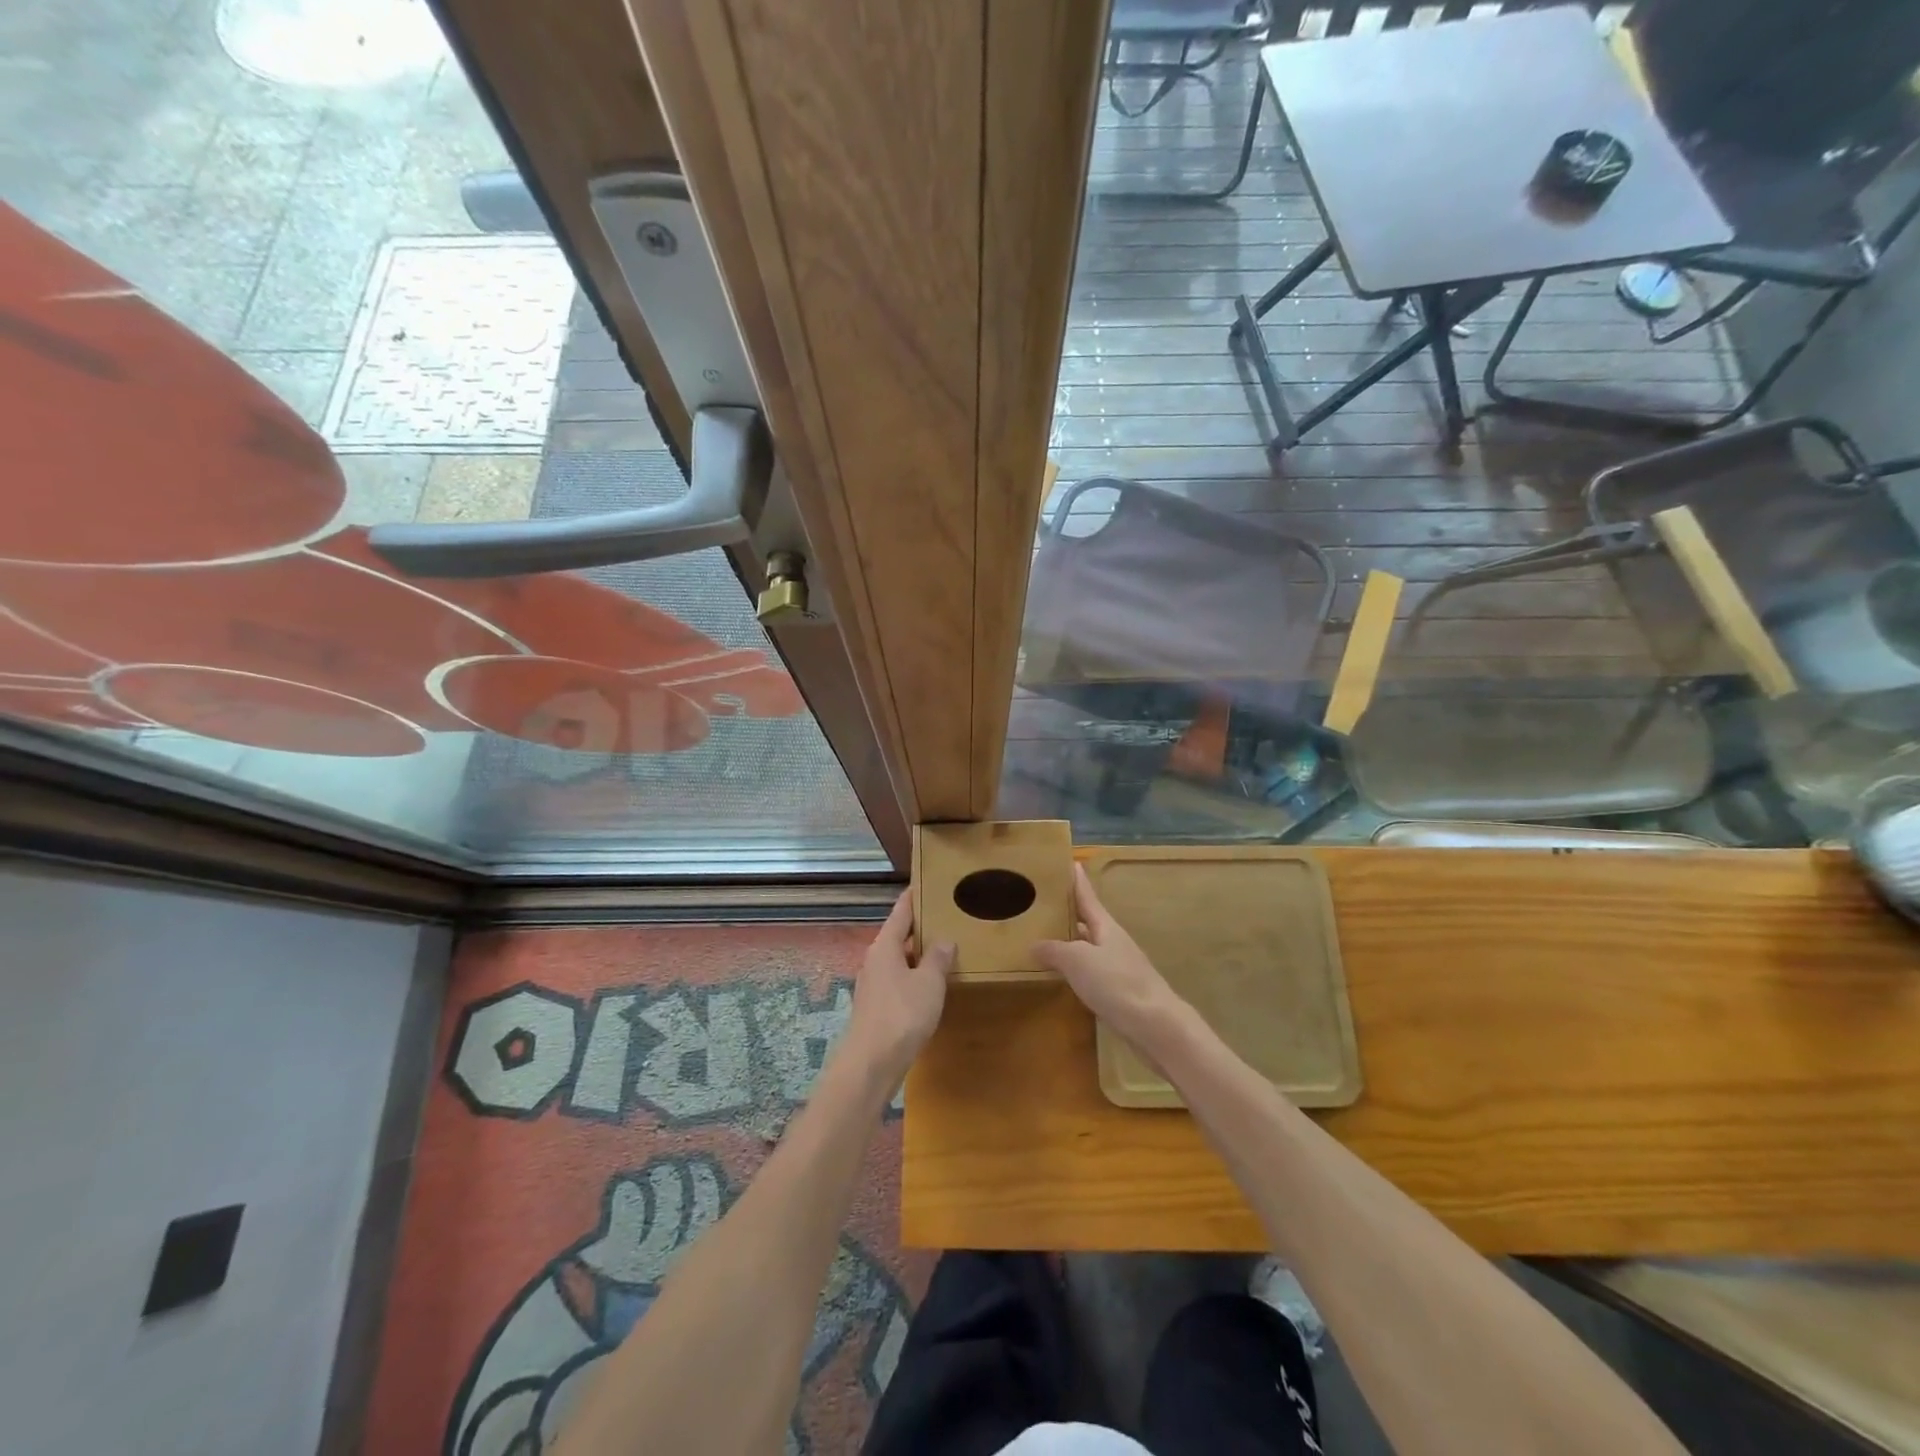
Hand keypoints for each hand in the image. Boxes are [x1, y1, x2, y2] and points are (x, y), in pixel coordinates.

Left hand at [845, 892, 954, 1078]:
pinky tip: (930, 986)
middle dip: (919, 928)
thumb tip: (944, 940)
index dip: (913, 898)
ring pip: (898, 961)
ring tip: (944, 950)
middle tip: (945, 917)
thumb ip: (938, 959)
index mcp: (885, 947)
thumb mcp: (929, 983)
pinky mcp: (875, 1007)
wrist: (871, 1063)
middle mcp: (874, 960)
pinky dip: (914, 977)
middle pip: (898, 936)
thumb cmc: (902, 1014)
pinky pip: (898, 981)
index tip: (924, 884)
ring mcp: (872, 985)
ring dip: (918, 955)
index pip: (900, 913)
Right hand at [1035, 865, 1190, 1053]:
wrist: (1155, 1026)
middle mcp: (1112, 941)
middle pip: (1087, 920)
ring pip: (1087, 946)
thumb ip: (1054, 950)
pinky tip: (1061, 974)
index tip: (1069, 861)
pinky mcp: (1118, 991)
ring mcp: (1117, 966)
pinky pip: (1090, 970)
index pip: (1087, 896)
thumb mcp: (1077, 961)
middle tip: (1042, 901)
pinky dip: (1074, 967)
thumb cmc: (1116, 983)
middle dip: (1068, 910)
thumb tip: (1033, 944)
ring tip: (1043, 936)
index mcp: (1105, 926)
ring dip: (1069, 940)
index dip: (1077, 880)